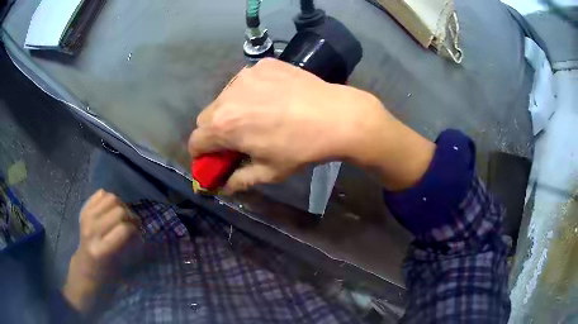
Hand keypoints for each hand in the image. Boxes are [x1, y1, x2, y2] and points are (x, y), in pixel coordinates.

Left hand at [63, 190, 139, 311]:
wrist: (84, 271)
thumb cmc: (106, 277)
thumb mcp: (121, 269)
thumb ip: (130, 248)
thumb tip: (139, 232)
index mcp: (101, 250)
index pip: (125, 229)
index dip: (136, 231)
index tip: (139, 238)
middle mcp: (91, 230)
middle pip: (119, 210)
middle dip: (131, 216)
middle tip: (134, 226)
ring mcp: (86, 218)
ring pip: (110, 198)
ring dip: (122, 206)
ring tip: (124, 217)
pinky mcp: (84, 211)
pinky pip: (100, 194)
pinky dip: (110, 199)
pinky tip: (112, 211)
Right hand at [189, 58, 434, 192]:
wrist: (336, 115)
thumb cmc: (301, 148)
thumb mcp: (269, 171)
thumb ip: (239, 180)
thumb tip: (223, 187)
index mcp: (224, 125)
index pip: (195, 141)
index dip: (202, 154)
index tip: (215, 159)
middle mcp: (227, 96)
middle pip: (206, 118)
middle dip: (214, 132)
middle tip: (237, 139)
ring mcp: (246, 75)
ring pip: (224, 97)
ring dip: (231, 110)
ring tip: (257, 116)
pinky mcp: (263, 64)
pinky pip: (245, 81)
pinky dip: (249, 92)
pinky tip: (271, 98)